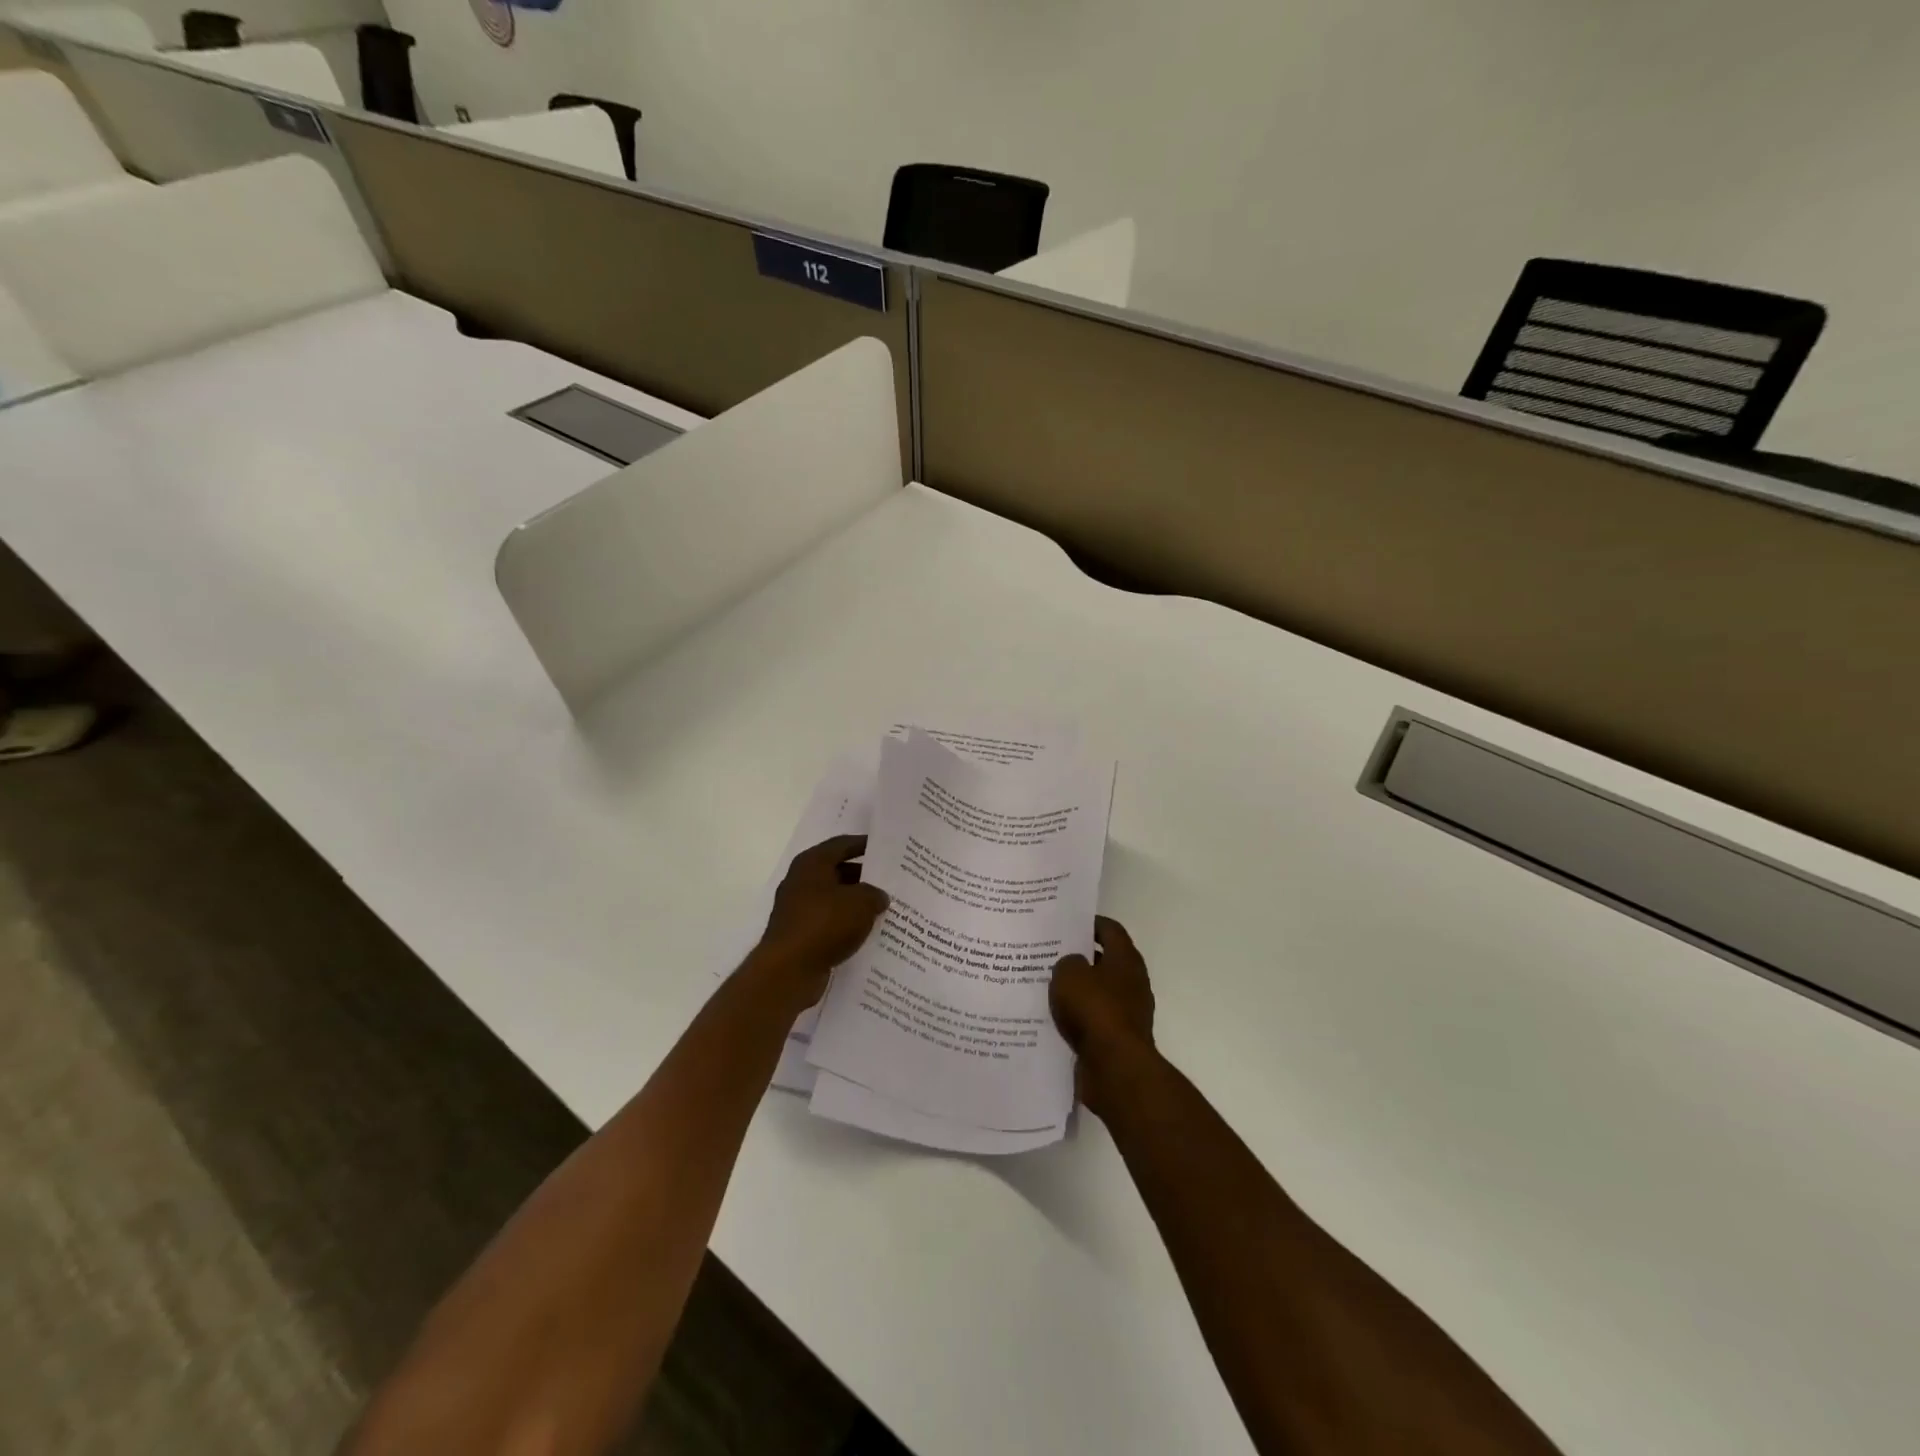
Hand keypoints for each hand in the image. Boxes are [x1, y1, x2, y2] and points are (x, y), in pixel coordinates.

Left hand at [752, 834, 888, 1006]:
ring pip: (834, 899)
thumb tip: (879, 897)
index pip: (842, 844)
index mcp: (812, 863)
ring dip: (856, 903)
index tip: (885, 848)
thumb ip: (875, 894)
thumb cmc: (825, 924)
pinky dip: (846, 924)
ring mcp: (798, 909)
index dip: (864, 844)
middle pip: (837, 871)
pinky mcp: (799, 934)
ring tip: (884, 908)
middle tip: (890, 881)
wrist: (788, 970)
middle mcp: (801, 881)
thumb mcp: (861, 902)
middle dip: (864, 877)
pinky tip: (867, 932)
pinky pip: (829, 922)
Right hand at [1051, 916, 1156, 1118]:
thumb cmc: (1094, 1010)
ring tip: (1045, 985)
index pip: (1110, 929)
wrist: (1114, 1068)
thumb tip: (1073, 966)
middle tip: (1049, 953)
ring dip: (1077, 989)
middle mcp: (1131, 983)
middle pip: (1104, 961)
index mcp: (1125, 960)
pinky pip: (1093, 1020)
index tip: (1066, 923)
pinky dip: (1077, 1017)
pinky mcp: (1117, 1039)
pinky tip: (1053, 1018)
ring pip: (1097, 992)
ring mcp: (1127, 1013)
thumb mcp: (1069, 974)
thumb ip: (1067, 962)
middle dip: (1079, 956)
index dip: (1089, 923)